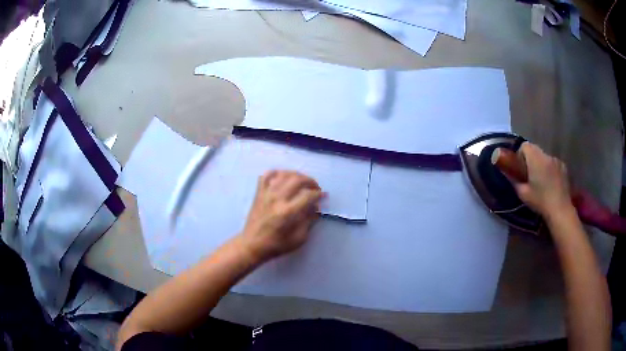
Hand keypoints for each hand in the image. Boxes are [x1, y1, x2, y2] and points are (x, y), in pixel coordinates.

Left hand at [240, 170, 324, 262]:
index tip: (322, 196)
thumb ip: (309, 220)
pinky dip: (277, 173)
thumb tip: (315, 207)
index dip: (318, 194)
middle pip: (297, 179)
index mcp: (288, 212)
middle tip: (315, 188)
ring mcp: (267, 194)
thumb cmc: (277, 245)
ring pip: (284, 174)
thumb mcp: (299, 238)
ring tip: (302, 182)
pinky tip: (283, 178)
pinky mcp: (259, 193)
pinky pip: (267, 175)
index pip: (308, 195)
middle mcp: (278, 199)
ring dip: (296, 175)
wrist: (252, 245)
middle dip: (310, 181)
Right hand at [513, 142, 572, 217]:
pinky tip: (551, 184)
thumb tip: (508, 174)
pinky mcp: (564, 168)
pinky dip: (550, 170)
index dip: (520, 154)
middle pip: (535, 150)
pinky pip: (553, 164)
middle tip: (529, 176)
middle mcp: (546, 155)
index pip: (525, 146)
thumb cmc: (540, 201)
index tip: (520, 168)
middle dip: (531, 160)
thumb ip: (515, 181)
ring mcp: (557, 161)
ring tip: (541, 182)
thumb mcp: (523, 194)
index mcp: (535, 159)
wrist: (560, 210)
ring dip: (541, 165)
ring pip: (545, 158)